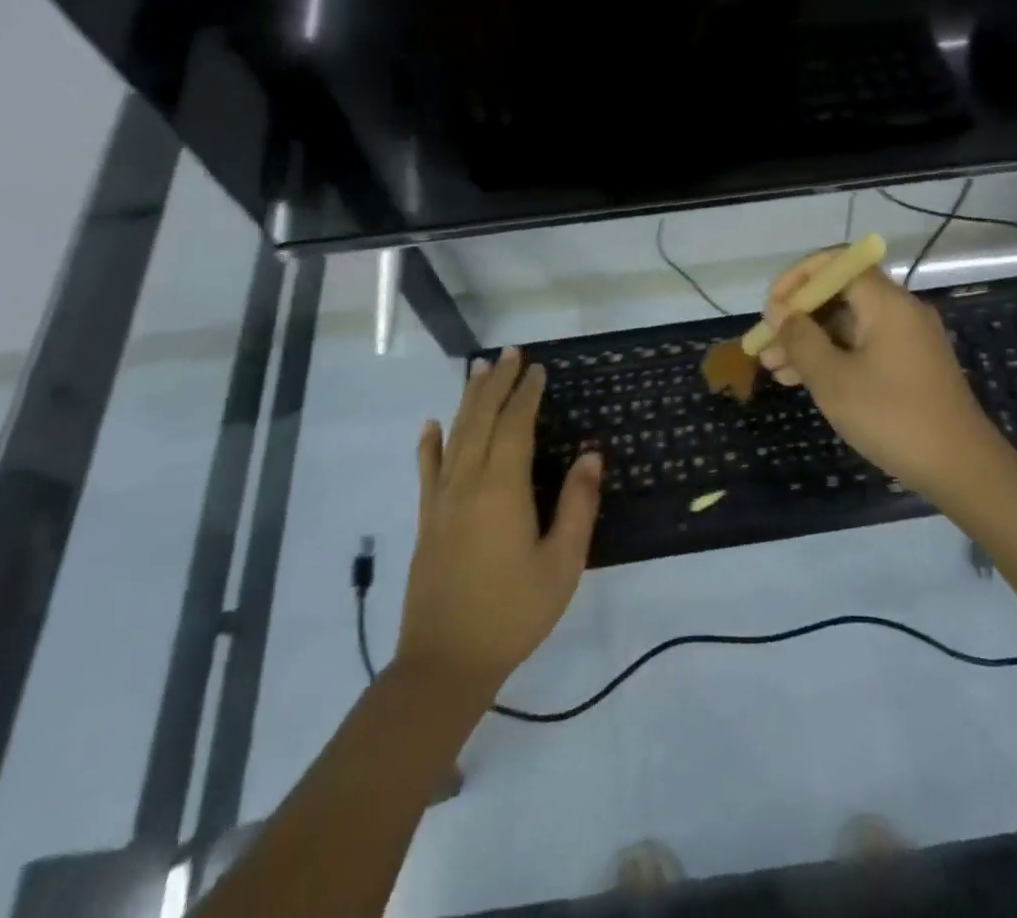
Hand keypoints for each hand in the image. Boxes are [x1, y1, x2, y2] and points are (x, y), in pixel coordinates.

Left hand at [395, 348, 601, 699]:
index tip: (538, 368)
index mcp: (502, 488)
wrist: (445, 663)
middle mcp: (467, 482)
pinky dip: (430, 443)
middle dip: (497, 383)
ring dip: (469, 400)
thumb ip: (577, 505)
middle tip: (510, 352)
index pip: (515, 425)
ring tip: (478, 369)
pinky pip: (427, 470)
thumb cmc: (513, 612)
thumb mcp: (562, 563)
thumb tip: (591, 455)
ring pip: (455, 436)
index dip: (527, 393)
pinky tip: (431, 425)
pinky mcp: (426, 520)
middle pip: (482, 419)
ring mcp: (441, 500)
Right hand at [759, 251, 1002, 504]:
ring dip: (809, 342)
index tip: (772, 307)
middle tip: (764, 343)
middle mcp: (900, 311)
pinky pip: (862, 348)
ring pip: (847, 326)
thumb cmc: (892, 417)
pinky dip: (832, 358)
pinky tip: (801, 381)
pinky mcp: (909, 367)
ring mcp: (907, 340)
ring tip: (772, 368)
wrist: (962, 469)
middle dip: (798, 316)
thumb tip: (780, 312)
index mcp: (887, 303)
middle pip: (840, 295)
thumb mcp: (834, 379)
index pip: (837, 264)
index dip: (798, 278)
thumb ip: (801, 339)